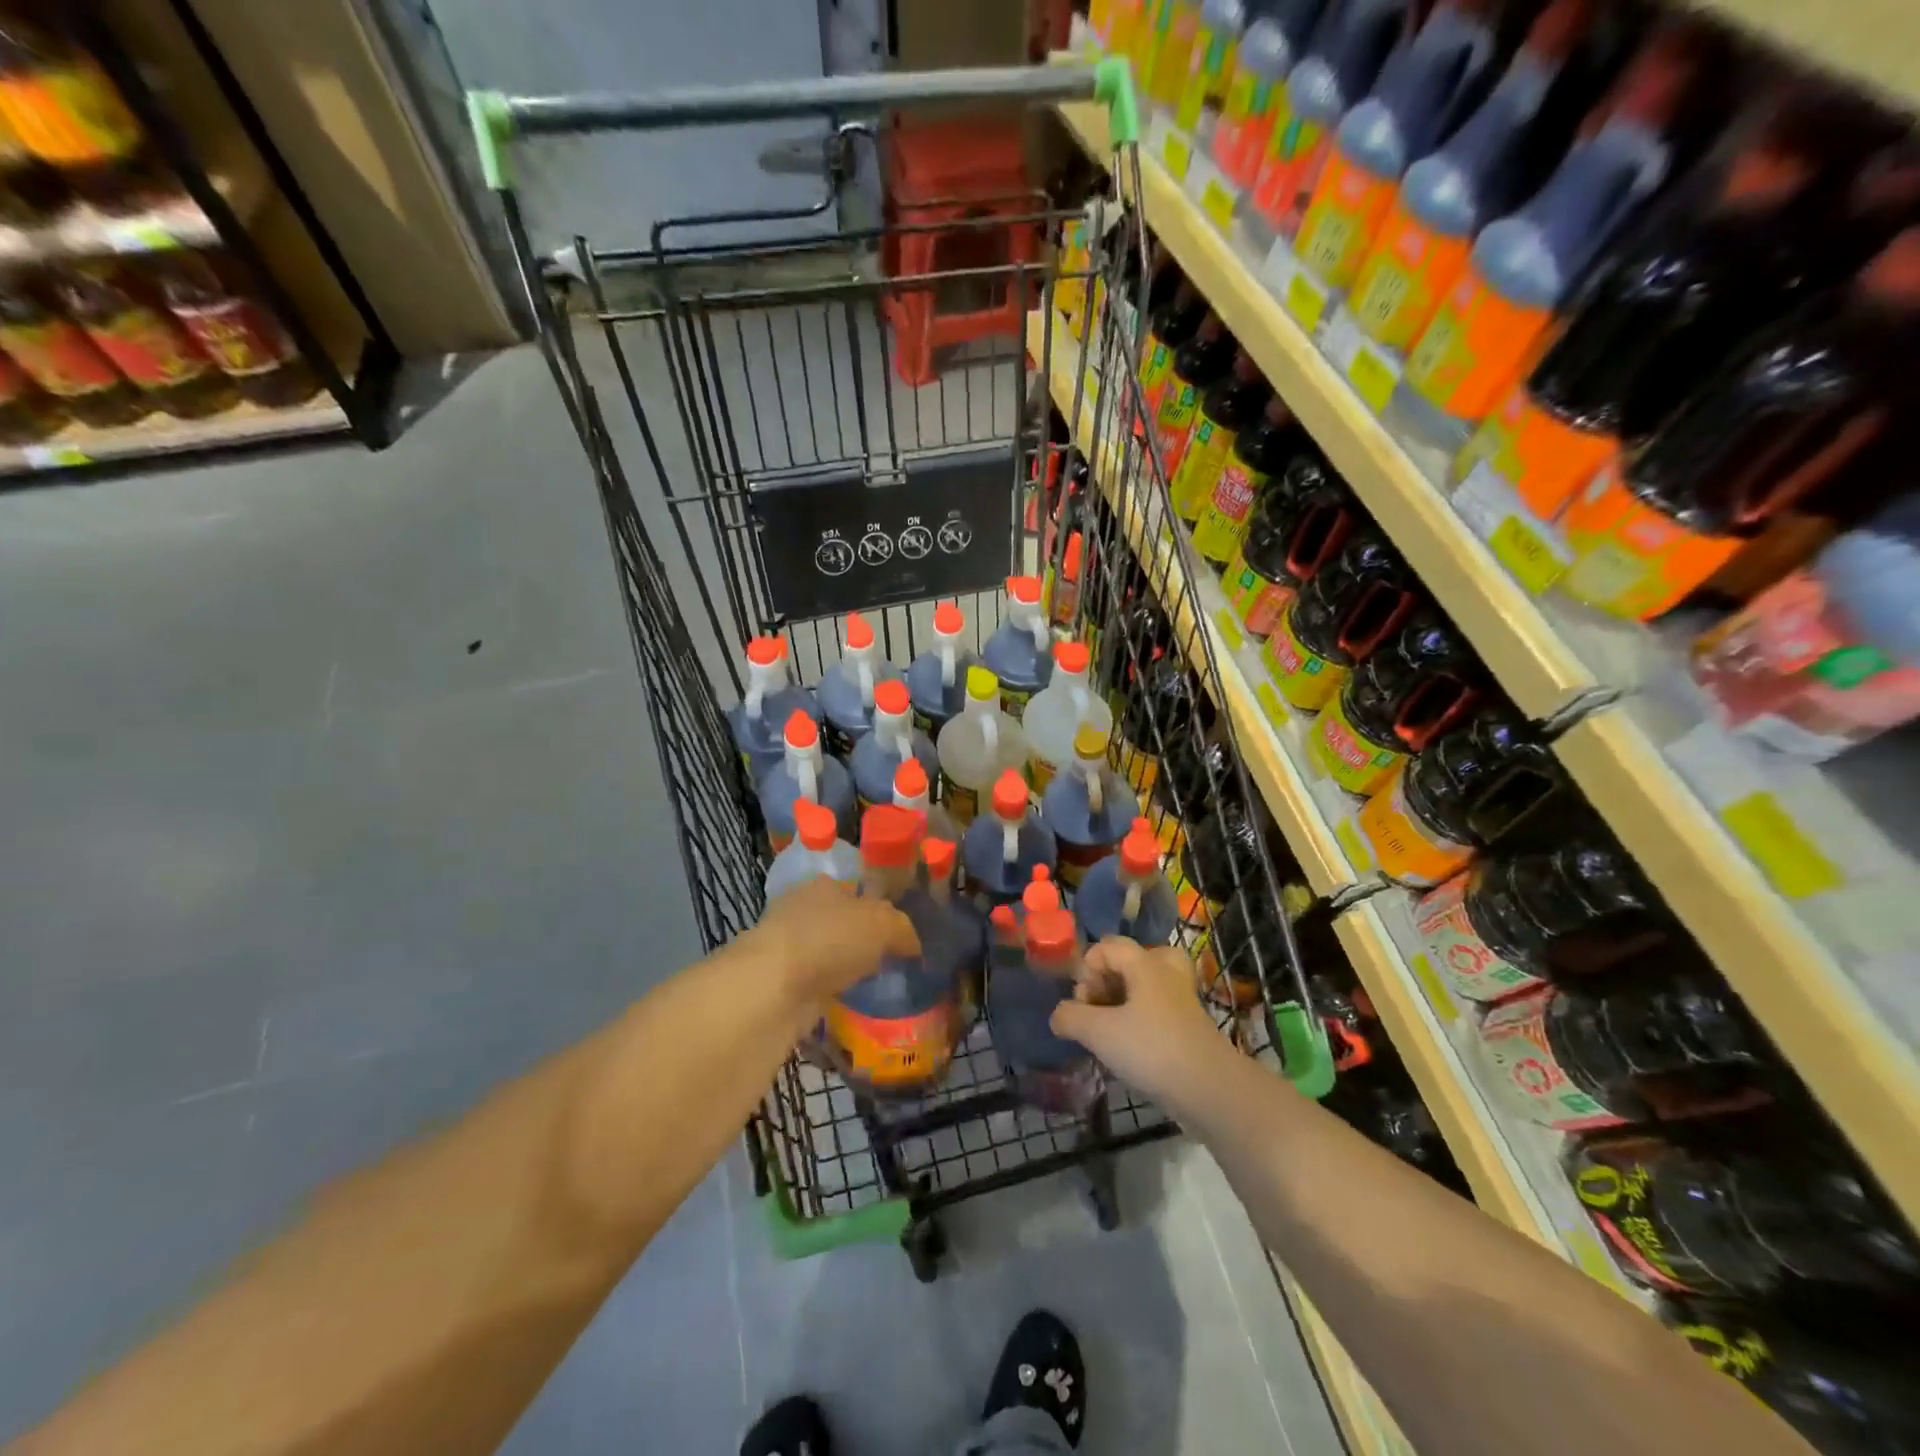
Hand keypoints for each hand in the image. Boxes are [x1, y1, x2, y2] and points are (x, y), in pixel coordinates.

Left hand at [740, 877, 920, 1005]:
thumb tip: (912, 944)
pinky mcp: (779, 983)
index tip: (896, 932)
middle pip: (840, 922)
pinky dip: (830, 992)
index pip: (855, 890)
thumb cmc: (830, 940)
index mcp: (824, 885)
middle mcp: (802, 910)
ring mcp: (787, 947)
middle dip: (860, 939)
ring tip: (874, 985)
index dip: (876, 908)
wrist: (773, 988)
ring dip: (844, 967)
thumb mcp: (882, 924)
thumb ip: (902, 929)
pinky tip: (850, 1002)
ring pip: (826, 954)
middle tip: (889, 960)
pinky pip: (816, 984)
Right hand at [1050, 937, 1227, 1099]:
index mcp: (1146, 963)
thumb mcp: (1098, 1032)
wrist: (1210, 1091)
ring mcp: (1181, 1000)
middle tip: (1098, 1007)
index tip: (1083, 1001)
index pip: (1107, 946)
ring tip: (1109, 1031)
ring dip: (1122, 1004)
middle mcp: (1166, 973)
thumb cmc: (1151, 1049)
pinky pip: (1156, 1010)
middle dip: (1107, 982)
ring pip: (1144, 987)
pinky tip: (1128, 1050)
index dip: (1087, 969)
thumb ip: (1070, 1017)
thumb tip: (1059, 1015)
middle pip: (1130, 961)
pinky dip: (1139, 1022)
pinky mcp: (1188, 1028)